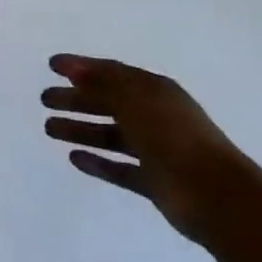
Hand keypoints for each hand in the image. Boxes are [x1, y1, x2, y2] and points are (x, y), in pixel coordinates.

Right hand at [42, 54, 235, 243]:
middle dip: (76, 99)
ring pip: (111, 135)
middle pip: (109, 102)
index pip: (112, 72)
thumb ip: (104, 84)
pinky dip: (98, 162)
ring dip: (81, 129)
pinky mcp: (155, 181)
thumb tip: (75, 68)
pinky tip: (74, 158)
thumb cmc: (173, 137)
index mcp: (154, 90)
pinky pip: (120, 168)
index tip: (52, 65)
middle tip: (45, 100)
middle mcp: (154, 115)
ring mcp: (156, 150)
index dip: (82, 66)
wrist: (216, 196)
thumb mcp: (136, 101)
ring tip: (48, 129)